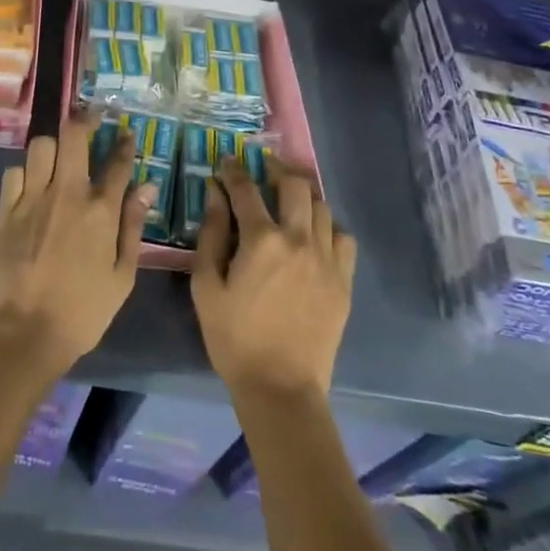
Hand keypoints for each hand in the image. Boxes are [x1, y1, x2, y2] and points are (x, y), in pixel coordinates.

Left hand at [0, 115, 153, 377]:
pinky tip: (31, 184)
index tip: (126, 133)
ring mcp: (33, 198)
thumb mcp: (122, 277)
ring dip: (53, 146)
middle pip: (74, 135)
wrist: (25, 333)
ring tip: (59, 155)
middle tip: (91, 118)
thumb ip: (133, 227)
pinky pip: (14, 172)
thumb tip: (147, 188)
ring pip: (41, 146)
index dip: (124, 143)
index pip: (117, 162)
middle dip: (85, 119)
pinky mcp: (6, 210)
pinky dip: (24, 172)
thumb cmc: (82, 312)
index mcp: (100, 211)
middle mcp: (67, 193)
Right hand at [192, 156, 356, 400]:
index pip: (246, 188)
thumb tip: (214, 194)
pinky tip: (314, 236)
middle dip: (276, 169)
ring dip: (303, 196)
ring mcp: (326, 259)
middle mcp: (298, 239)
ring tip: (289, 200)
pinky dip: (328, 228)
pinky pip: (343, 237)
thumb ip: (211, 235)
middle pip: (294, 185)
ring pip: (321, 207)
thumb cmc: (234, 339)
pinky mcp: (343, 280)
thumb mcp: (206, 287)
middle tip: (264, 168)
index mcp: (261, 240)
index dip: (234, 170)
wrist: (281, 388)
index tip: (227, 162)